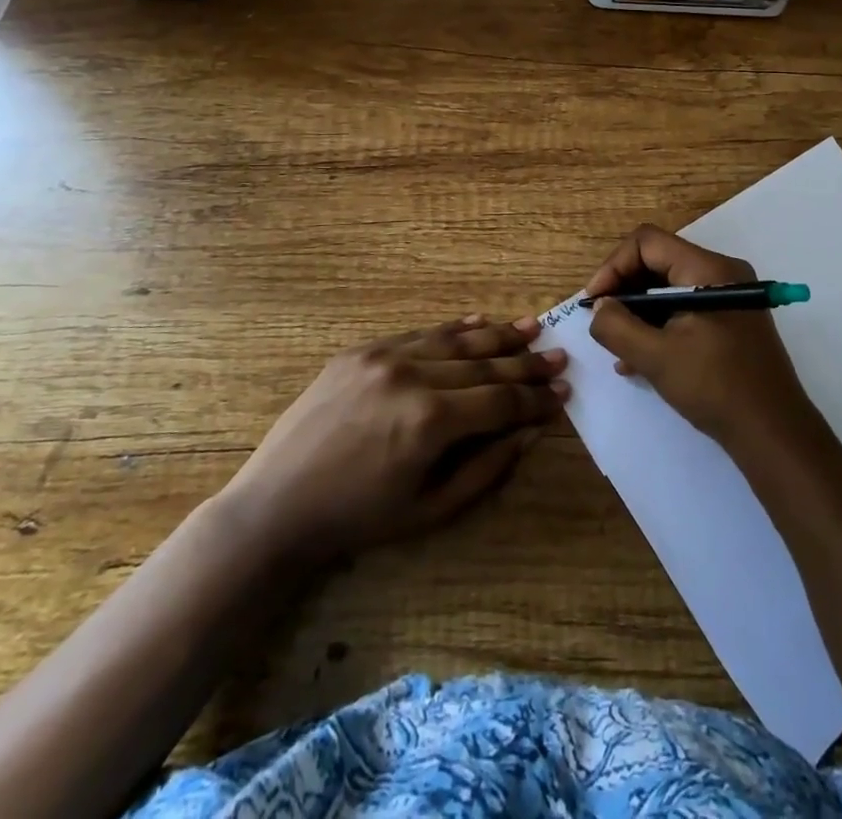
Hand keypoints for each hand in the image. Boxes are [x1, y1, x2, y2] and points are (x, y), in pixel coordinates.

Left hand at [221, 315, 567, 563]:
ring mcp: (385, 356)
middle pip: (485, 363)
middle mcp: (413, 376)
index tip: (563, 392)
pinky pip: (419, 334)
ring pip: (456, 340)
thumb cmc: (359, 518)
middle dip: (526, 362)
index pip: (501, 400)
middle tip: (559, 355)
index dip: (536, 398)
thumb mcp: (431, 509)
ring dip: (497, 335)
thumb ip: (487, 468)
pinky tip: (479, 323)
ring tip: (531, 327)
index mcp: (431, 421)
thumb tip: (530, 431)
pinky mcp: (363, 350)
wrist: (277, 505)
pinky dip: (454, 330)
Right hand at [584, 224, 815, 451]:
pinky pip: (683, 308)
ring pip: (668, 288)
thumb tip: (600, 307)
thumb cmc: (716, 388)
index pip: (648, 243)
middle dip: (624, 290)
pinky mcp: (729, 321)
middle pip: (658, 262)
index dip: (614, 266)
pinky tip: (638, 359)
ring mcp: (728, 297)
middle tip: (602, 323)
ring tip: (617, 347)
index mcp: (708, 269)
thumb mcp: (656, 358)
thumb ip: (617, 326)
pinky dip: (658, 326)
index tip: (594, 303)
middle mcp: (721, 273)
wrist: (775, 433)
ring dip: (638, 313)